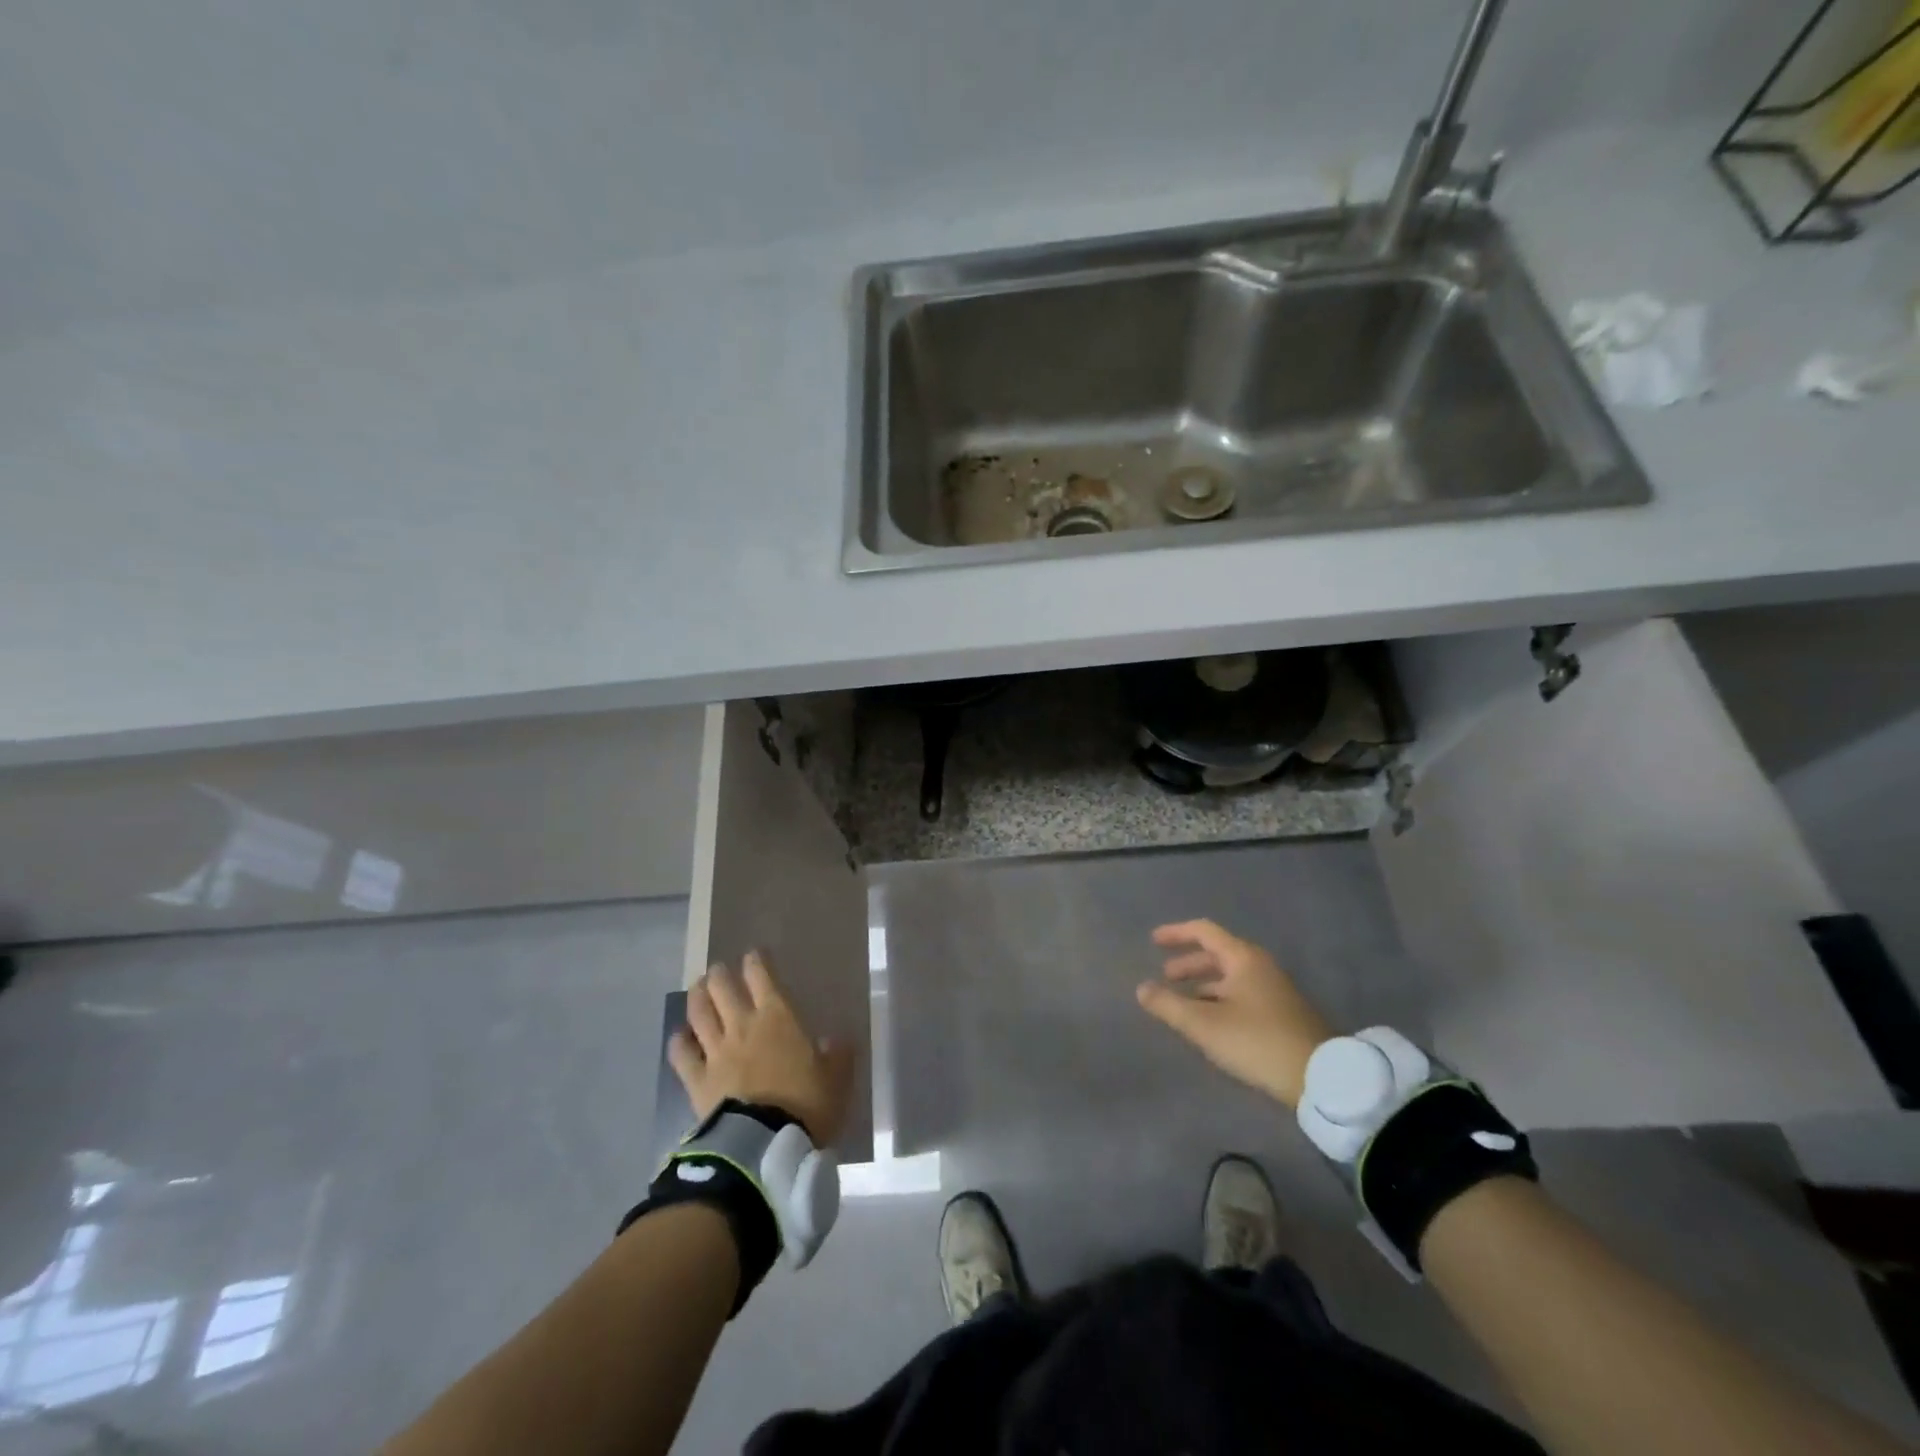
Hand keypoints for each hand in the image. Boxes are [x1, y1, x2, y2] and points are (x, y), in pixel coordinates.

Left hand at [670, 951, 854, 1146]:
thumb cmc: (806, 1105)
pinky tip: (679, 1037)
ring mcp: (716, 1052)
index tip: (753, 955)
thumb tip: (834, 1040)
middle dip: (720, 975)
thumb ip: (837, 1056)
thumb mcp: (836, 1079)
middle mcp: (743, 1026)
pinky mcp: (696, 1080)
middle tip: (718, 971)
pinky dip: (679, 1042)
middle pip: (723, 989)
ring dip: (697, 997)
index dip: (756, 963)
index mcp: (778, 1017)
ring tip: (697, 989)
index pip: (762, 978)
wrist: (764, 1145)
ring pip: (699, 1014)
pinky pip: (682, 1055)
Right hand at [1137, 920, 1333, 1107]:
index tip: (1153, 941)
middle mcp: (1260, 966)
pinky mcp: (1282, 1013)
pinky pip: (1242, 994)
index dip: (1176, 933)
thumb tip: (1142, 988)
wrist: (1322, 1078)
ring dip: (1203, 985)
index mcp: (1243, 958)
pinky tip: (1210, 1022)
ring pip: (1230, 977)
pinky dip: (1219, 999)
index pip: (1204, 931)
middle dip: (1188, 964)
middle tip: (1165, 977)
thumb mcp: (1205, 1025)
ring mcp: (1274, 990)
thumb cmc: (1257, 1042)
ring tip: (1182, 1003)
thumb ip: (1169, 1005)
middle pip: (1217, 954)